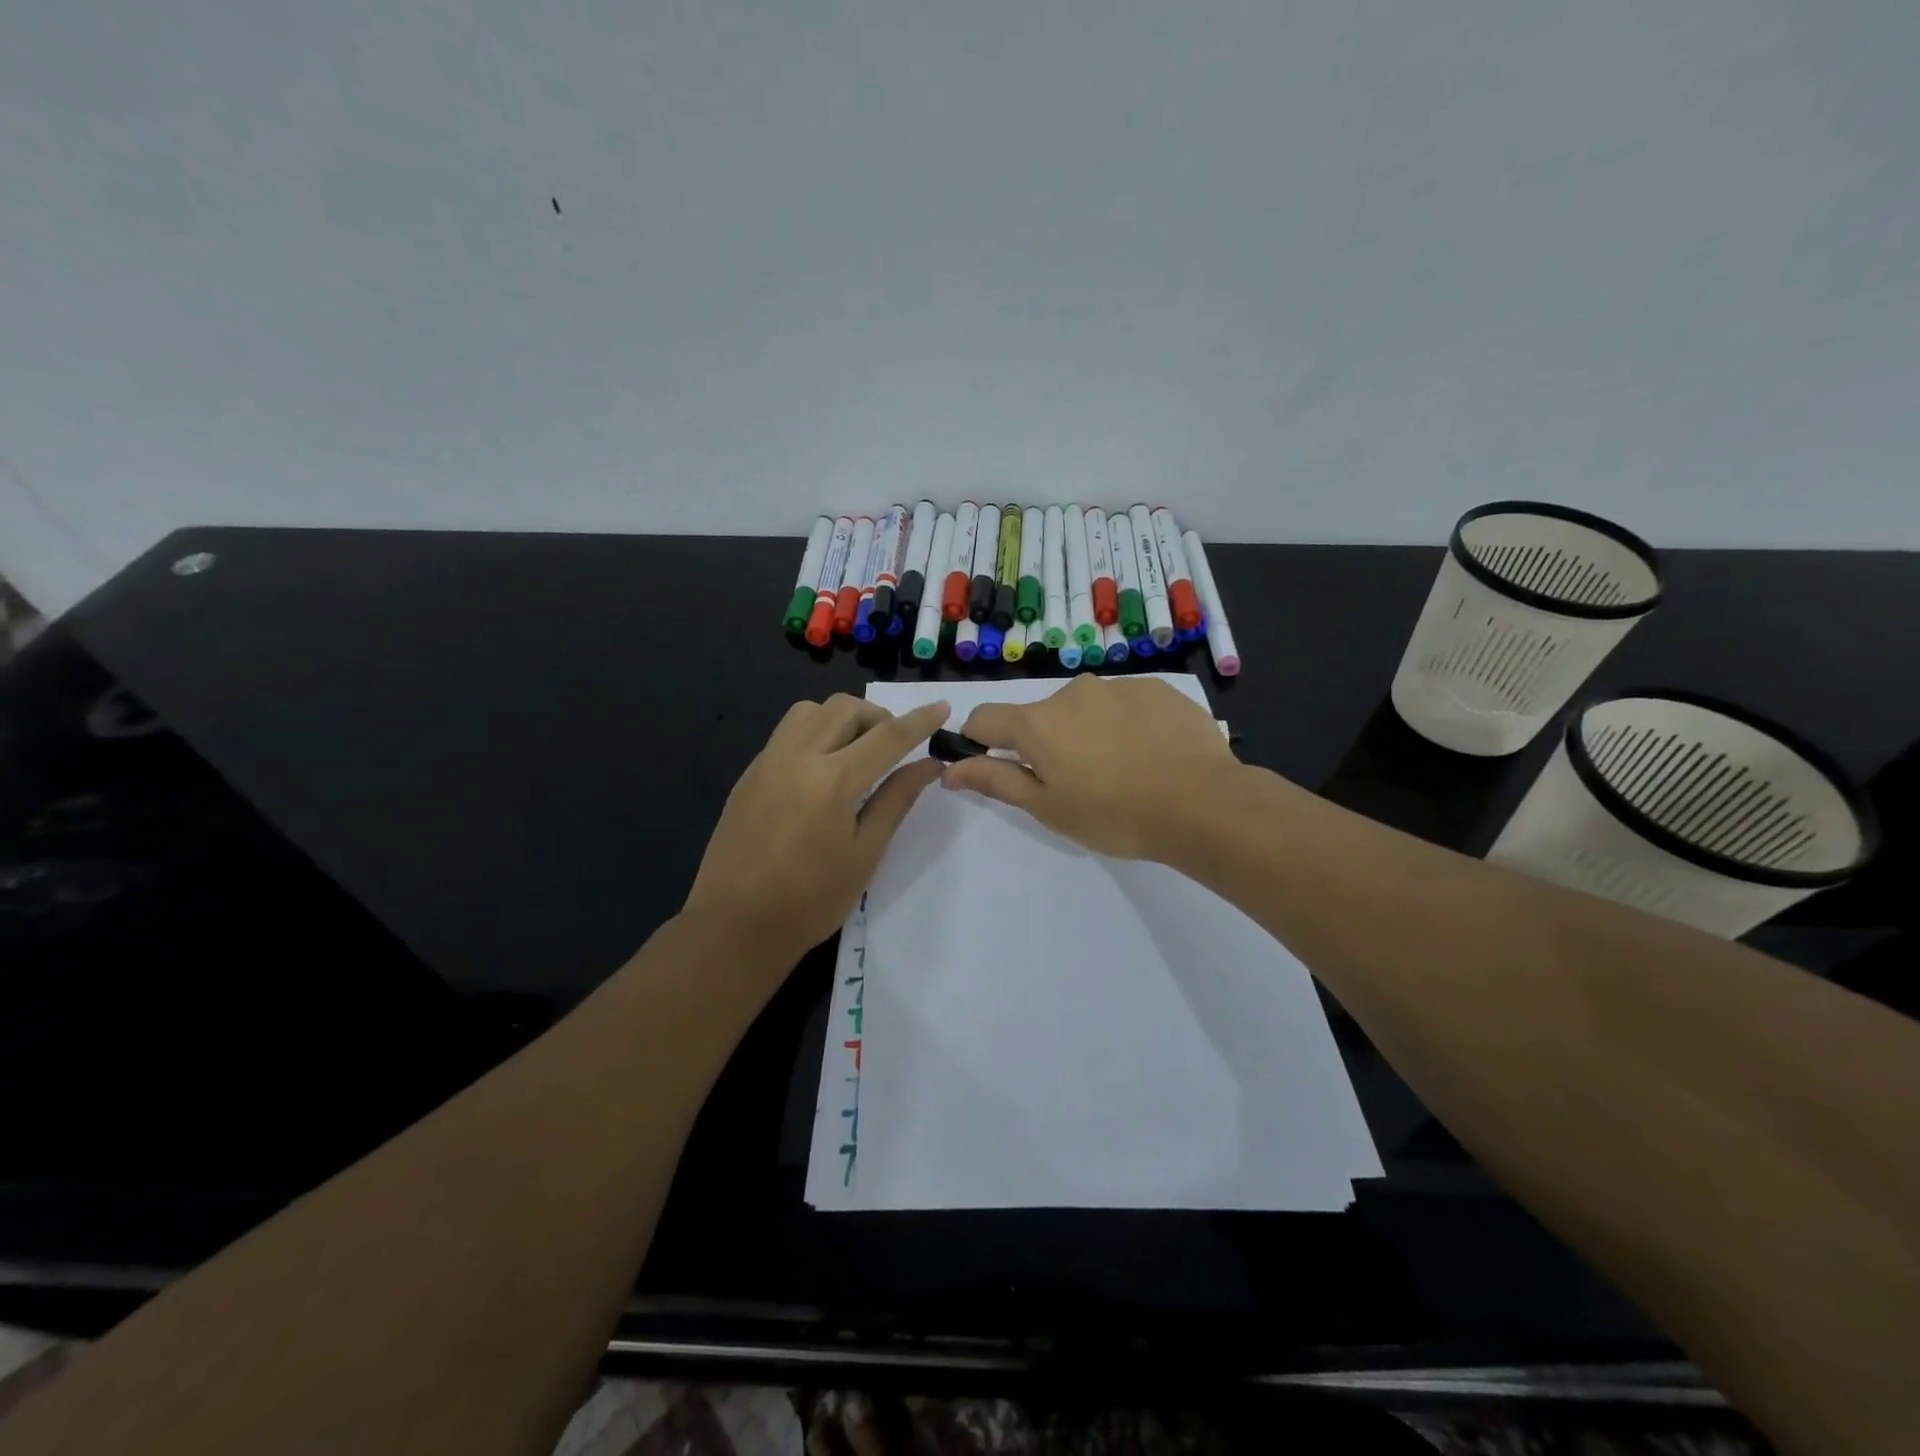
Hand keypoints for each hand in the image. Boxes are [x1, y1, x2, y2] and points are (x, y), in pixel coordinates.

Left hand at [684, 694, 948, 963]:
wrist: (735, 926)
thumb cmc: (812, 899)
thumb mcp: (865, 852)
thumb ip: (897, 799)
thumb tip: (929, 764)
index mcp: (833, 780)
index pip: (888, 735)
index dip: (920, 719)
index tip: (942, 705)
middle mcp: (798, 756)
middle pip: (845, 708)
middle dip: (878, 716)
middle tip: (893, 746)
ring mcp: (767, 761)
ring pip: (810, 710)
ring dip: (841, 718)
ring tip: (855, 752)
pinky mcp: (749, 773)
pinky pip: (787, 732)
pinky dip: (814, 733)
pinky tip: (821, 771)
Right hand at [940, 676, 1239, 858]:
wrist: (1203, 803)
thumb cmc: (1115, 814)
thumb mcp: (1048, 807)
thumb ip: (996, 781)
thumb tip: (950, 770)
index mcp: (1037, 723)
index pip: (984, 718)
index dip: (978, 741)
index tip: (995, 766)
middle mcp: (1071, 692)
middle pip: (1040, 716)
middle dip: (1046, 744)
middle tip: (1077, 784)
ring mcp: (1117, 686)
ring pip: (1085, 709)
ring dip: (1088, 733)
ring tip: (1121, 772)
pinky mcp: (1156, 688)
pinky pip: (1125, 704)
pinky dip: (1126, 725)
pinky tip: (1150, 755)